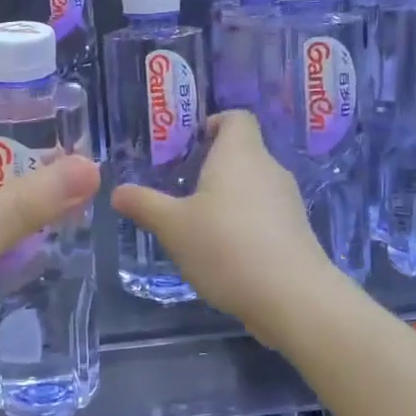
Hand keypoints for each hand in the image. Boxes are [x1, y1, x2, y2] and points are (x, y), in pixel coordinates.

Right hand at [111, 111, 336, 337]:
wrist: (291, 297)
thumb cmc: (225, 246)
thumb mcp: (172, 226)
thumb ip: (144, 204)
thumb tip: (117, 192)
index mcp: (239, 154)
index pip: (236, 118)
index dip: (214, 123)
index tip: (191, 144)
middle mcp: (269, 168)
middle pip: (244, 152)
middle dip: (214, 166)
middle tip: (183, 188)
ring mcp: (288, 201)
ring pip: (255, 186)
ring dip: (230, 198)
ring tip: (200, 223)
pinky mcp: (297, 231)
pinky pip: (266, 214)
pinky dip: (246, 223)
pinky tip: (226, 252)